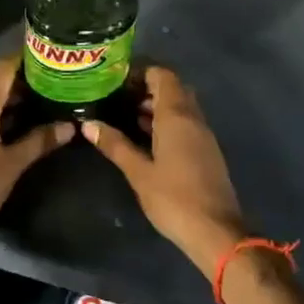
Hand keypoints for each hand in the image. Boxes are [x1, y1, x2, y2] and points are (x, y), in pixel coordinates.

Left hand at [0, 55, 72, 303]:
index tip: (44, 56)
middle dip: (21, 85)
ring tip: (38, 108)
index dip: (22, 59)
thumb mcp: (13, 162)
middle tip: (50, 86)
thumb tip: (69, 126)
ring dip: (8, 104)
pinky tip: (13, 130)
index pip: (2, 69)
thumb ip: (40, 141)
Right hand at [82, 65, 247, 277]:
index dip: (141, 72)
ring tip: (125, 115)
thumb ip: (115, 145)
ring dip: (157, 106)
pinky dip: (166, 122)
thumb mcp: (138, 172)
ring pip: (180, 107)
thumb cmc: (173, 198)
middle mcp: (193, 118)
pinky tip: (145, 138)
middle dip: (147, 88)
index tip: (116, 80)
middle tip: (118, 97)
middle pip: (173, 88)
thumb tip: (87, 125)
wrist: (215, 231)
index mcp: (177, 116)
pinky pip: (185, 124)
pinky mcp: (206, 151)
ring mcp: (203, 135)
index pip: (163, 76)